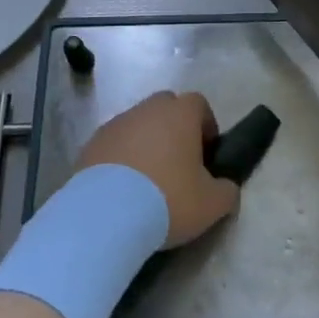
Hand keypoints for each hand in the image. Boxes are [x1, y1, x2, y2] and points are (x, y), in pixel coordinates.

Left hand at [75, 91, 240, 248]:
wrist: (106, 213)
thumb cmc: (168, 200)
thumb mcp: (211, 204)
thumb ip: (226, 191)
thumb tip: (226, 187)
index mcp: (180, 113)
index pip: (198, 104)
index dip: (206, 125)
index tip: (207, 154)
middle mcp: (148, 108)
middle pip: (166, 108)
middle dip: (174, 129)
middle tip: (178, 164)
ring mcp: (117, 122)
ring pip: (138, 124)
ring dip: (146, 143)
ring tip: (147, 181)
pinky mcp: (92, 142)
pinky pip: (115, 143)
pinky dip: (121, 157)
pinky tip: (122, 188)